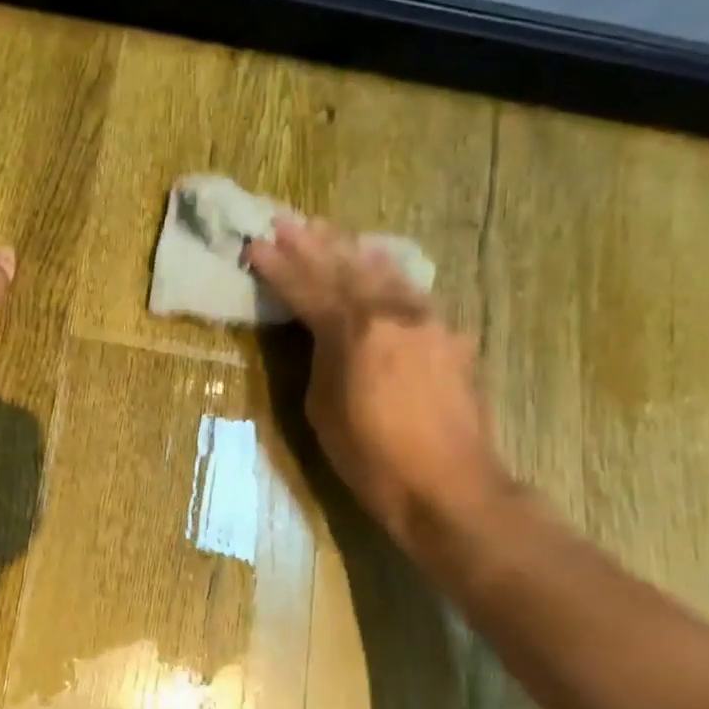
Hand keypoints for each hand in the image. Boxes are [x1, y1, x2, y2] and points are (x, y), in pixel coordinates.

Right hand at [245, 215, 508, 547]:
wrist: (451, 487)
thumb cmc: (372, 458)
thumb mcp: (323, 409)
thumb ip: (322, 358)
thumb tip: (324, 333)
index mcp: (355, 332)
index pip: (307, 288)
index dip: (278, 267)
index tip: (255, 244)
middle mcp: (394, 314)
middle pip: (346, 268)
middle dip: (312, 244)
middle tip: (287, 220)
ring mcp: (429, 321)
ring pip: (384, 273)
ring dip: (351, 250)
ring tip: (329, 231)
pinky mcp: (452, 337)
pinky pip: (413, 293)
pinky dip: (389, 274)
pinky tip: (381, 265)